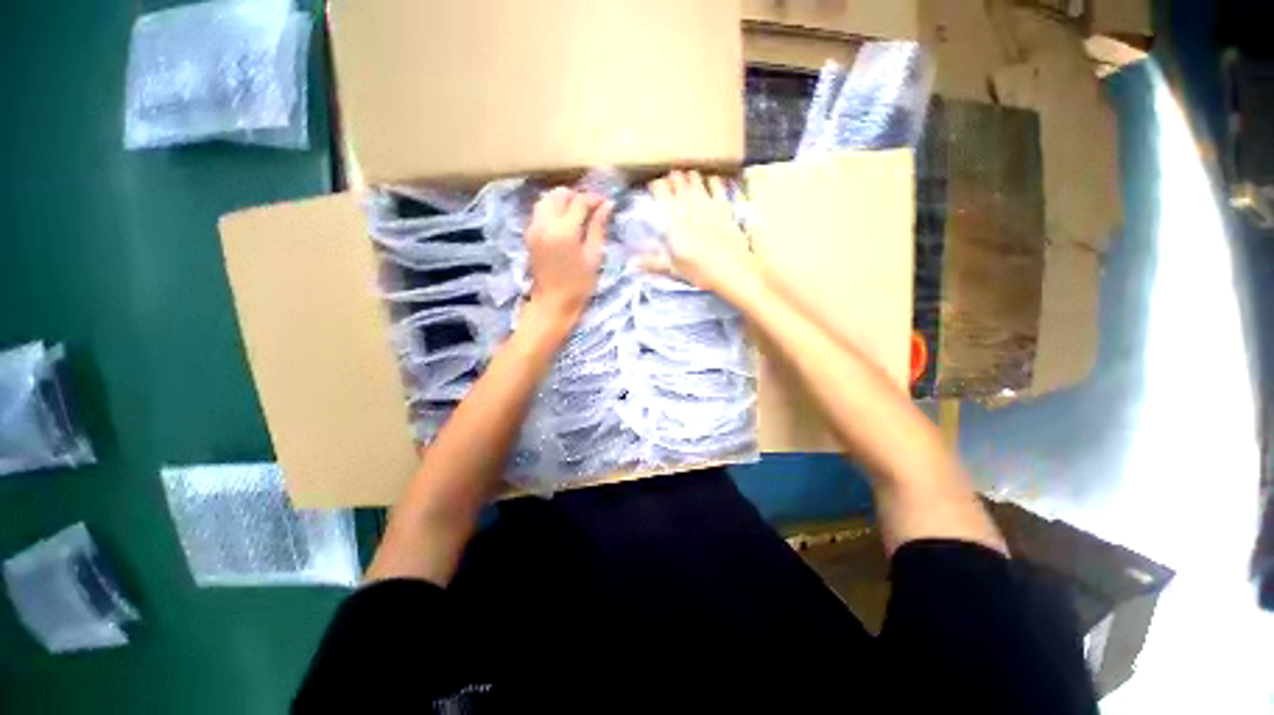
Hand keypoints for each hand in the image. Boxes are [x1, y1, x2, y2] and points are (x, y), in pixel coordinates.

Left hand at [524, 188, 613, 328]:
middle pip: (559, 194)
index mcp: (564, 231)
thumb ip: (598, 228)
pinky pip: (540, 211)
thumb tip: (607, 205)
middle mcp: (545, 224)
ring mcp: (534, 228)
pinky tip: (565, 222)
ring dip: (563, 201)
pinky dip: (553, 209)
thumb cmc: (579, 285)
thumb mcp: (594, 257)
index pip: (579, 202)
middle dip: (577, 196)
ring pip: (546, 199)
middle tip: (592, 208)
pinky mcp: (529, 234)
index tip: (606, 203)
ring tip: (578, 213)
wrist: (553, 303)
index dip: (594, 199)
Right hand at [640, 171, 761, 301]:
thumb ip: (653, 263)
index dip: (656, 187)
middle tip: (670, 181)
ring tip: (686, 178)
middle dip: (672, 179)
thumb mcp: (674, 269)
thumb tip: (630, 264)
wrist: (732, 271)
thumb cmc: (700, 272)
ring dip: (690, 177)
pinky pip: (717, 186)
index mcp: (674, 221)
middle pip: (678, 182)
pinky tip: (711, 181)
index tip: (653, 188)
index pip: (661, 193)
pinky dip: (713, 181)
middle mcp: (689, 208)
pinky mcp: (725, 208)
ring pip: (696, 181)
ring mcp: (709, 206)